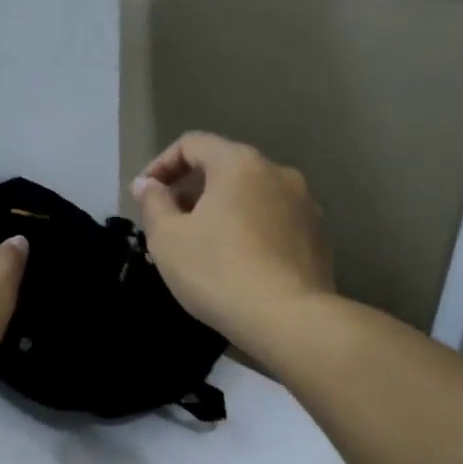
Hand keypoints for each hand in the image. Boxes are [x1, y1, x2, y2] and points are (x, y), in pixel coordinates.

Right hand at [131, 132, 333, 349]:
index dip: (161, 165)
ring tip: (202, 248)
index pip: (192, 144)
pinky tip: (237, 265)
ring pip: (251, 197)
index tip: (144, 196)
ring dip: (222, 212)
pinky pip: (273, 223)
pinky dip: (249, 232)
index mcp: (240, 164)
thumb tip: (148, 184)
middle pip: (225, 168)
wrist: (289, 319)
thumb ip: (153, 203)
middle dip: (192, 191)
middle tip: (169, 225)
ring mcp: (305, 205)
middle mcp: (278, 173)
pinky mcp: (318, 237)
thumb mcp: (168, 239)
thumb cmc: (218, 272)